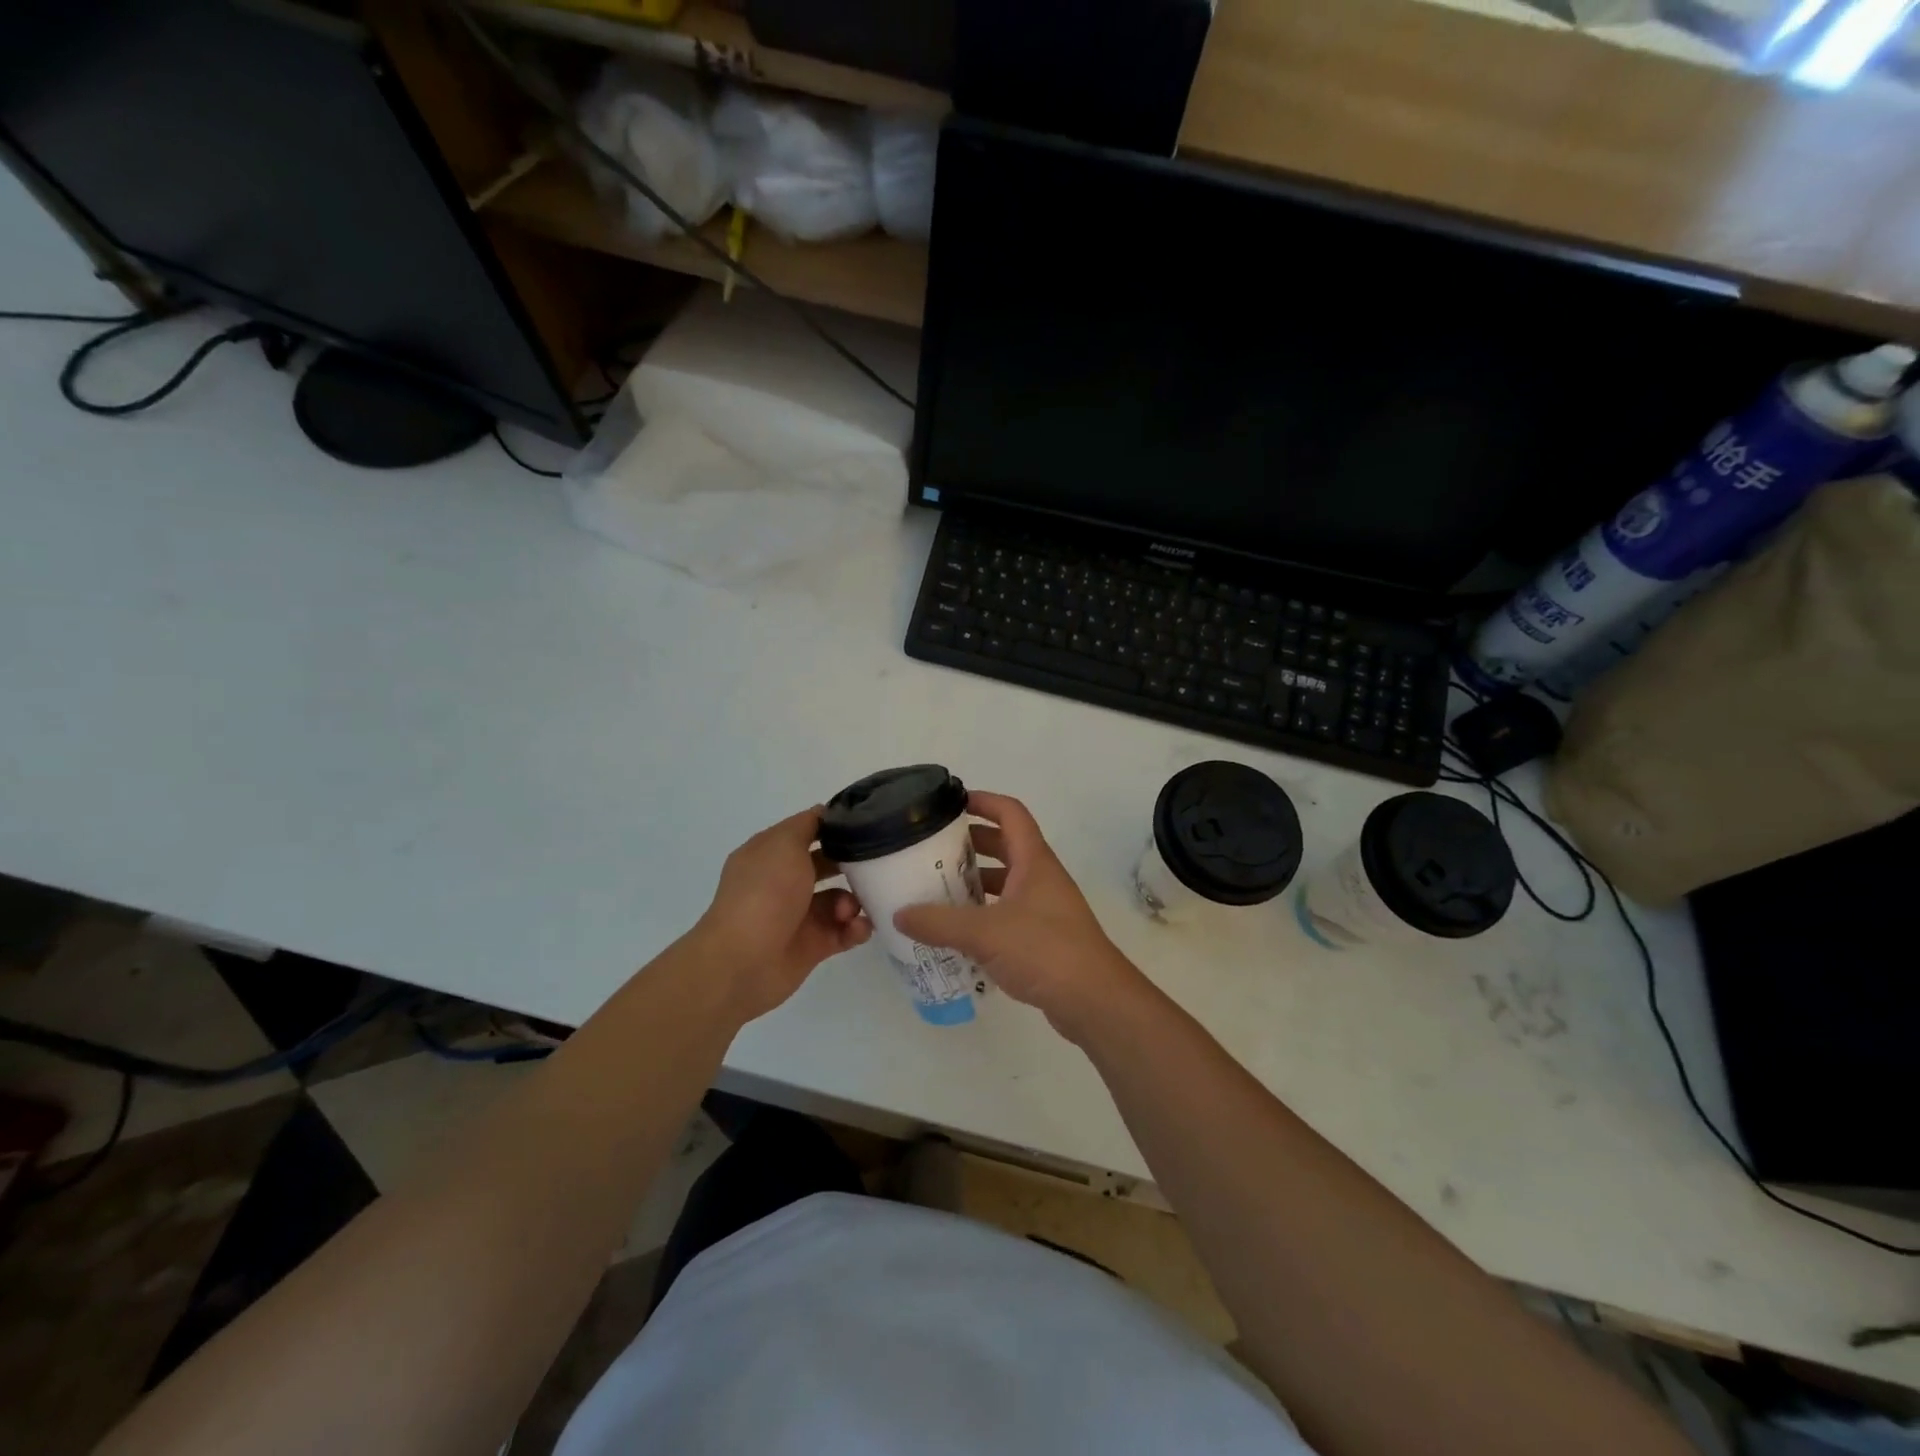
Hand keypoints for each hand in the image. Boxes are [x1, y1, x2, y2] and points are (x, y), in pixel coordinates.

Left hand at [687, 808, 870, 1022]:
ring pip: (840, 900)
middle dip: (851, 864)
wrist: (745, 961)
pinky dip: (856, 929)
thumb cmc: (765, 893)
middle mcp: (783, 882)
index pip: (806, 832)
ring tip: (851, 909)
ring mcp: (798, 915)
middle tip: (876, 865)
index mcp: (770, 854)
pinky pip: (844, 931)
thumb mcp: (783, 844)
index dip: (834, 826)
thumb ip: (807, 825)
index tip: (867, 823)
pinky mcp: (813, 945)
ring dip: (854, 901)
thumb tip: (825, 813)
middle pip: (826, 865)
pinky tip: (859, 928)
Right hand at [894, 791, 1144, 1040]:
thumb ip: (939, 923)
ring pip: (1005, 882)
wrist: (1094, 1000)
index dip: (983, 801)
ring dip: (975, 881)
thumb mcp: (985, 933)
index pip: (1010, 813)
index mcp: (1034, 861)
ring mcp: (1045, 908)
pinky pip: (1007, 913)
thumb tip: (899, 914)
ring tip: (937, 888)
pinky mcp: (1044, 937)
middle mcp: (1041, 878)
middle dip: (971, 843)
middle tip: (933, 848)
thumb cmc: (1044, 950)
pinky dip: (983, 914)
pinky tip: (957, 931)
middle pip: (1005, 846)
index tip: (951, 802)